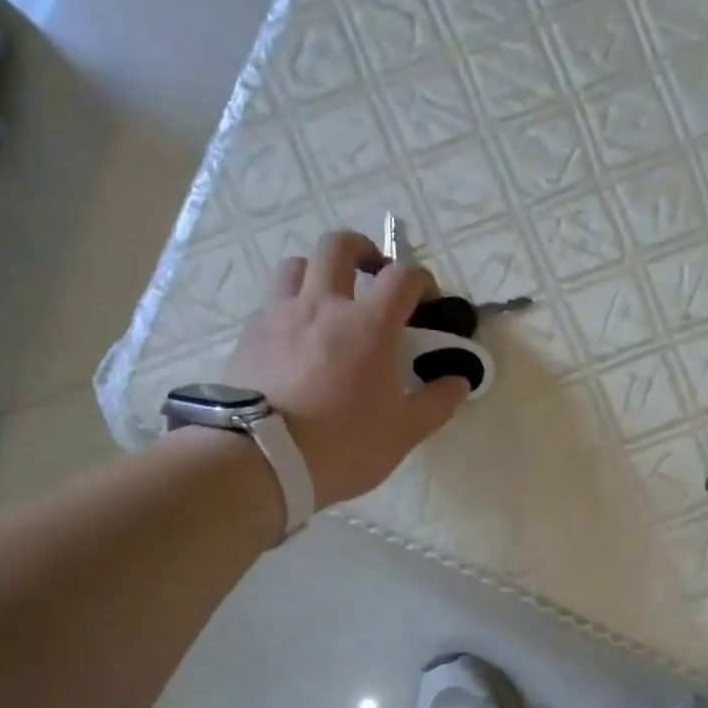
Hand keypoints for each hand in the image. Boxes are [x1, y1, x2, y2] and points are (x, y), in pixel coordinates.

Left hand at [221, 230, 467, 507]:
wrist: (262, 460)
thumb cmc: (344, 444)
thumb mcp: (404, 431)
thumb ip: (437, 402)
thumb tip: (459, 382)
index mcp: (369, 325)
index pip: (403, 277)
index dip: (422, 279)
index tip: (428, 298)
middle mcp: (323, 306)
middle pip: (339, 246)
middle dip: (362, 250)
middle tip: (373, 273)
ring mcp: (279, 316)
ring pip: (296, 266)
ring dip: (318, 273)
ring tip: (328, 300)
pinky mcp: (248, 336)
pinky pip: (270, 305)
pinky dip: (288, 309)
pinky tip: (294, 339)